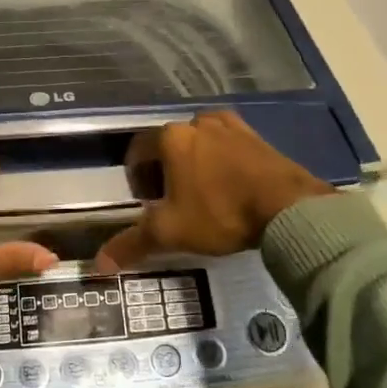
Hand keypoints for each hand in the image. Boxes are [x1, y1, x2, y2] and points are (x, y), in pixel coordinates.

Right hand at [96, 111, 332, 269]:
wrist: (288, 207)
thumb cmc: (220, 213)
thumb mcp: (171, 232)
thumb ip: (133, 244)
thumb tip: (98, 264)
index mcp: (171, 137)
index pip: (139, 149)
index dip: (137, 176)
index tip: (146, 202)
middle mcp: (197, 123)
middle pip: (169, 144)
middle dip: (165, 170)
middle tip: (173, 203)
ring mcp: (230, 126)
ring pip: (200, 142)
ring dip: (194, 162)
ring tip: (203, 194)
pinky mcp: (257, 135)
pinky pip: (228, 143)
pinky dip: (222, 160)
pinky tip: (230, 186)